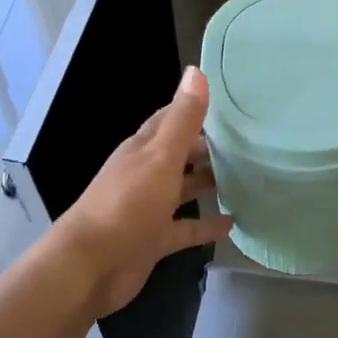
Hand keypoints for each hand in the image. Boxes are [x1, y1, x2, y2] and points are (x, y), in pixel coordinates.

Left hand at [53, 66, 233, 317]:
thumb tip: (196, 71)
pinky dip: (206, 225)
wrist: (90, 267)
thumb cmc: (126, 206)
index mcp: (143, 149)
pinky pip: (185, 227)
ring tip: (246, 178)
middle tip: (247, 142)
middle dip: (207, 147)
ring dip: (208, 183)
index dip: (196, 108)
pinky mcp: (154, 239)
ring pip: (183, 189)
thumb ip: (182, 120)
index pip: (171, 119)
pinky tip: (233, 223)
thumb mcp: (160, 158)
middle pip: (179, 153)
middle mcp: (145, 174)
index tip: (230, 104)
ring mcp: (149, 208)